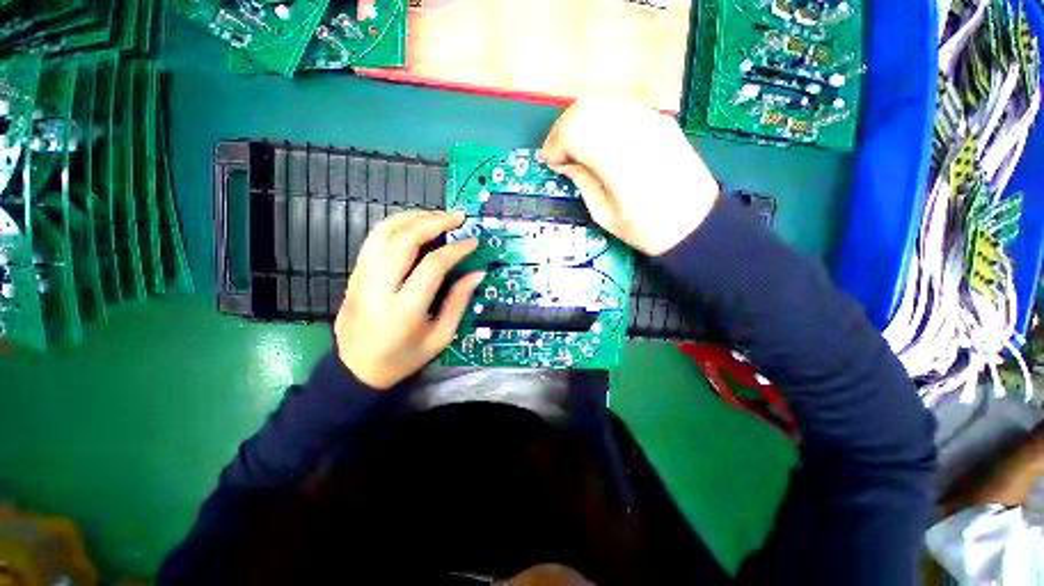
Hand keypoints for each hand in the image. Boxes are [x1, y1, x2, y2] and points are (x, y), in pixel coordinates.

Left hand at [335, 211, 484, 388]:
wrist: (356, 369)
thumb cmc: (403, 358)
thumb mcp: (440, 337)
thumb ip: (458, 302)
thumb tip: (477, 273)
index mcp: (404, 310)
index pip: (432, 265)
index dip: (456, 249)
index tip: (472, 241)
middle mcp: (378, 288)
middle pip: (405, 240)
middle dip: (434, 221)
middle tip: (457, 217)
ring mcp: (361, 277)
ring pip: (384, 232)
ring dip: (413, 217)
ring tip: (438, 215)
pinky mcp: (355, 273)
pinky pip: (374, 238)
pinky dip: (396, 224)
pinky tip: (414, 224)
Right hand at [542, 97, 720, 255]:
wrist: (696, 222)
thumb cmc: (647, 229)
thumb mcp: (605, 215)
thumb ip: (583, 182)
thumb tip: (565, 162)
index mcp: (619, 162)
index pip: (575, 129)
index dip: (556, 143)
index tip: (552, 163)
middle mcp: (635, 131)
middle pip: (586, 109)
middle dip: (564, 129)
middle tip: (561, 155)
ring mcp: (651, 120)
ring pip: (602, 103)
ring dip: (581, 123)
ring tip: (577, 149)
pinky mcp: (660, 119)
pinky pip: (619, 107)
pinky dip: (600, 120)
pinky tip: (600, 142)